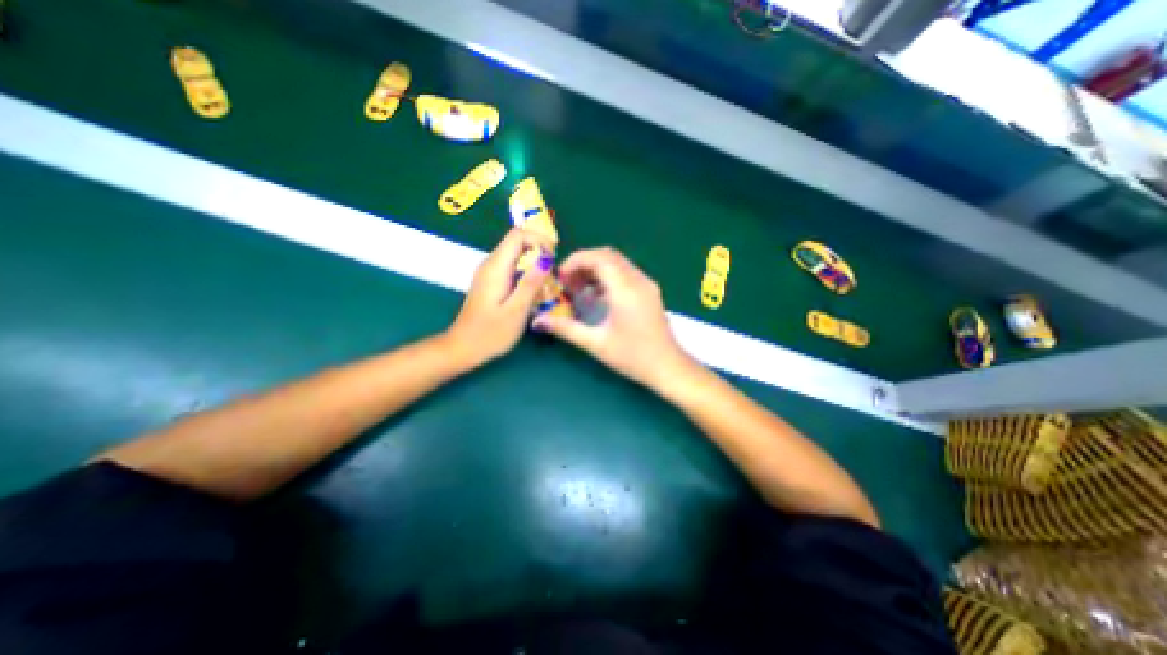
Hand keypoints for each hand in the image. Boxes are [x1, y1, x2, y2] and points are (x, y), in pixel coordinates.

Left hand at [447, 228, 555, 364]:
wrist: (463, 348)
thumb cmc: (491, 333)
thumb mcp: (516, 310)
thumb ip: (531, 283)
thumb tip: (546, 258)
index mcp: (496, 267)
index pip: (518, 235)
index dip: (539, 240)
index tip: (554, 258)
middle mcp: (490, 264)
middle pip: (517, 242)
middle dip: (540, 251)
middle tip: (555, 273)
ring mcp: (489, 272)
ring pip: (515, 254)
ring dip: (534, 263)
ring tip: (549, 283)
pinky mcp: (491, 281)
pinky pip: (511, 267)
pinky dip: (526, 272)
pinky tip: (534, 291)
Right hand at [534, 246, 690, 387]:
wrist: (668, 367)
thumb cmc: (633, 357)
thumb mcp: (596, 344)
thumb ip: (566, 329)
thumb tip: (537, 321)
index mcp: (625, 290)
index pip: (599, 258)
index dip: (576, 261)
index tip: (561, 276)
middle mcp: (638, 281)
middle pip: (608, 255)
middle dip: (584, 263)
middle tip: (567, 282)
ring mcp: (646, 284)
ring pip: (617, 263)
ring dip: (595, 269)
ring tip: (579, 289)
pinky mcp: (649, 291)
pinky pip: (626, 273)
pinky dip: (608, 277)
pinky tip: (597, 296)